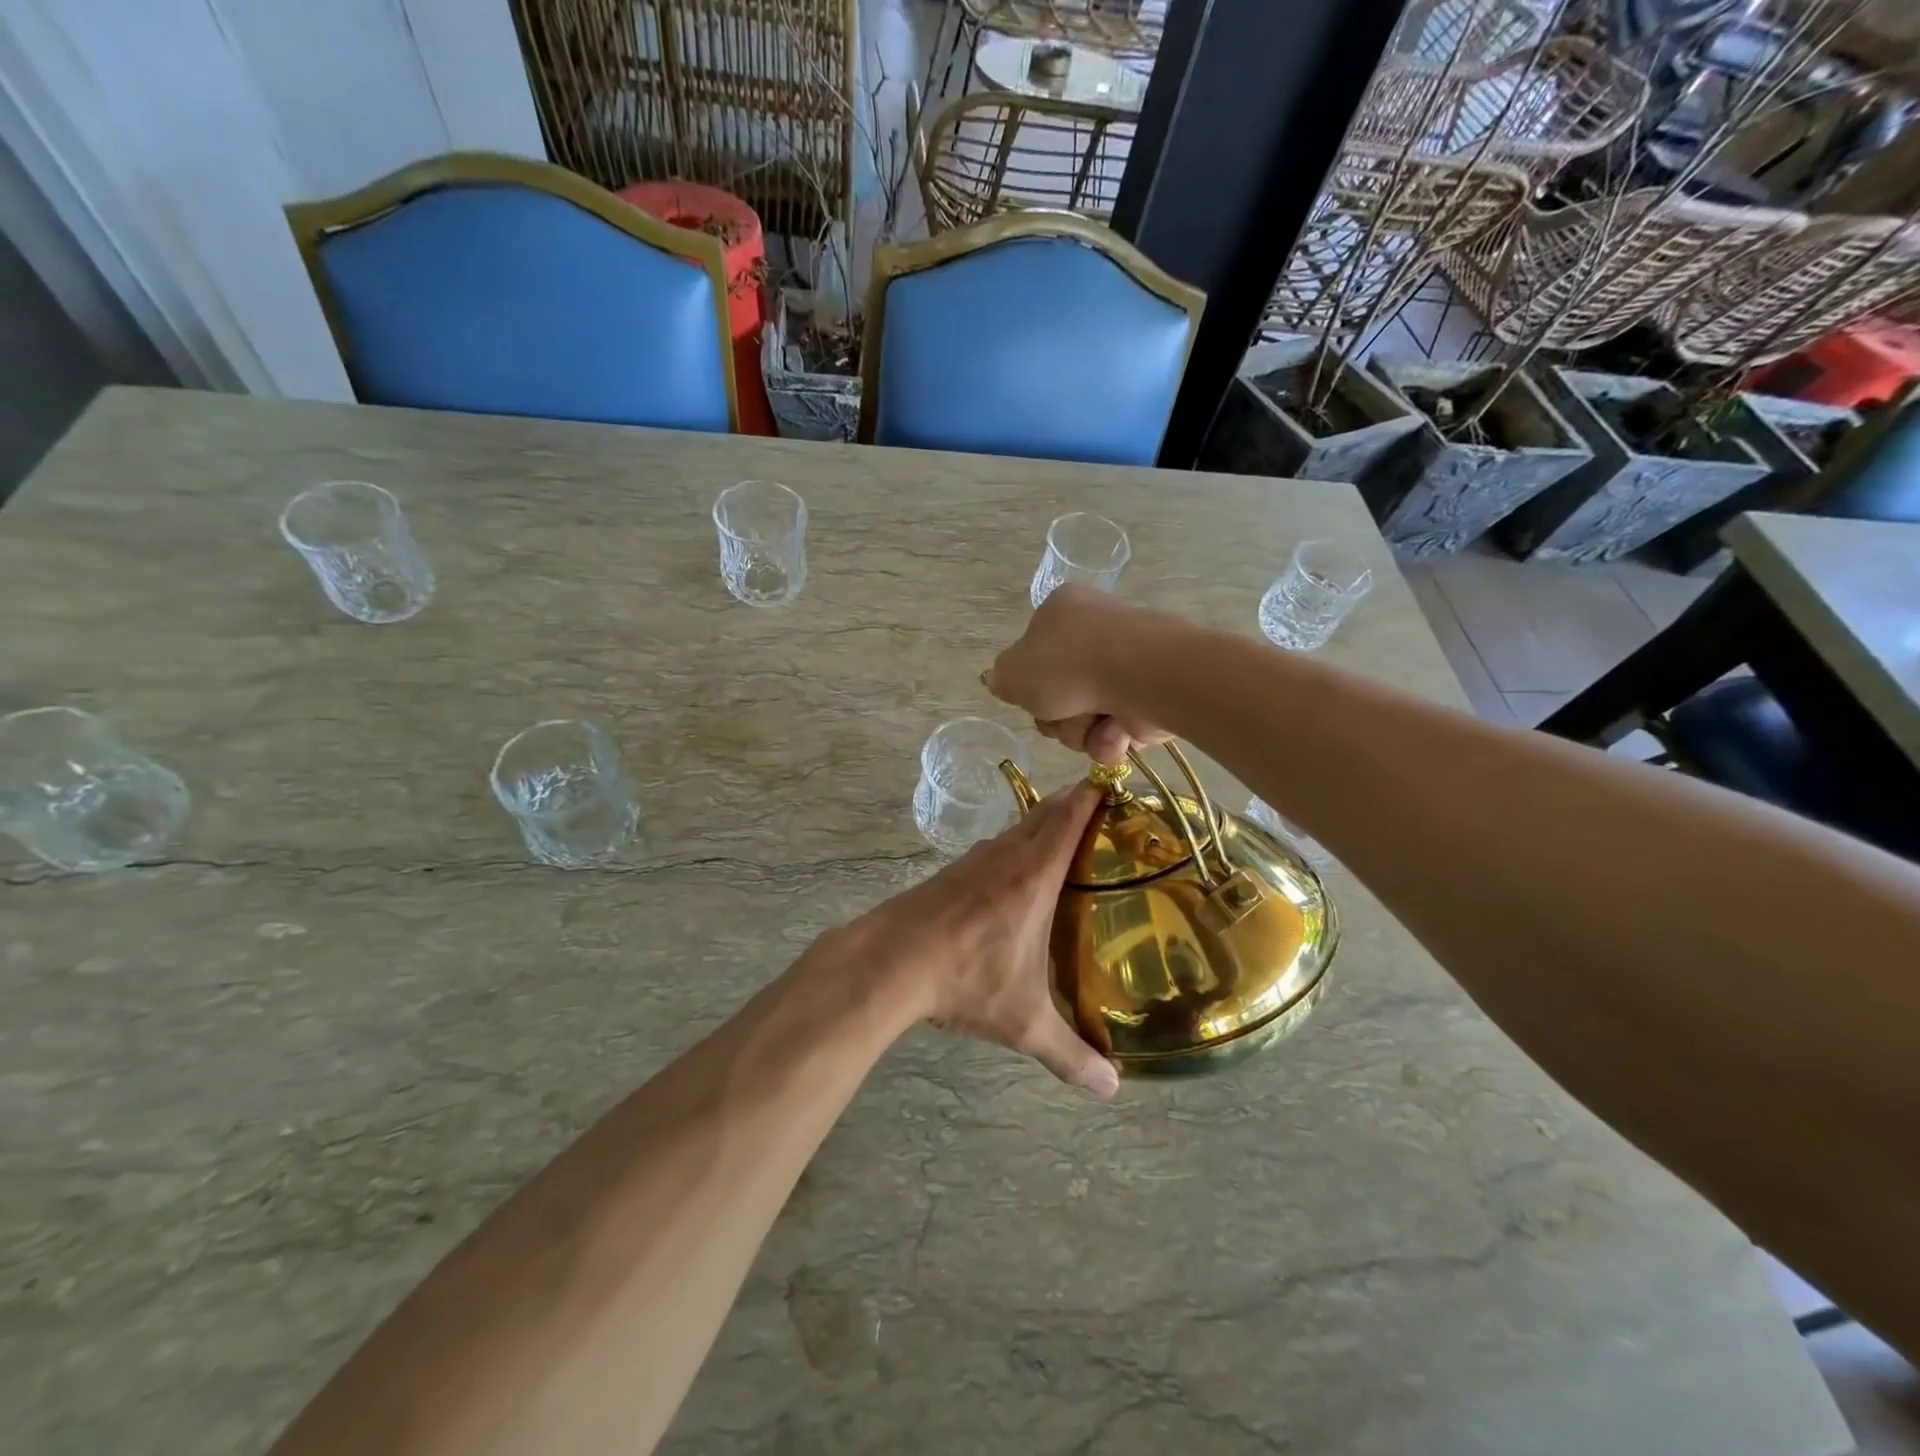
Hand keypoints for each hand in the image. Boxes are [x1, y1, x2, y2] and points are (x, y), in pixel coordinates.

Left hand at [857, 784, 1118, 1099]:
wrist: (889, 961)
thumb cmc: (965, 979)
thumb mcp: (1022, 1021)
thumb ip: (1069, 1053)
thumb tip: (1112, 1090)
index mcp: (1033, 875)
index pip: (1068, 819)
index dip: (1090, 794)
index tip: (1111, 779)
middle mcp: (1005, 856)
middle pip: (1044, 814)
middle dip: (1071, 803)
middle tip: (1100, 805)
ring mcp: (973, 862)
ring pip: (1016, 830)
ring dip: (1040, 823)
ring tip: (1064, 835)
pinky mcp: (949, 874)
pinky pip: (992, 848)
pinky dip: (1013, 845)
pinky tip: (1012, 870)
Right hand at [984, 584, 1169, 764]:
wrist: (1141, 675)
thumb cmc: (1069, 665)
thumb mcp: (1012, 672)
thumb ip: (1002, 679)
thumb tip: (1004, 682)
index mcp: (1062, 611)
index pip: (1035, 653)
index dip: (1030, 684)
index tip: (1032, 697)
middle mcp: (1096, 632)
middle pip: (1058, 693)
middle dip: (1056, 717)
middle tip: (1060, 715)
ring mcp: (1127, 664)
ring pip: (1085, 717)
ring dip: (1081, 731)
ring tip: (1094, 725)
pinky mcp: (1151, 695)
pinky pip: (1116, 729)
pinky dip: (1110, 739)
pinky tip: (1114, 734)